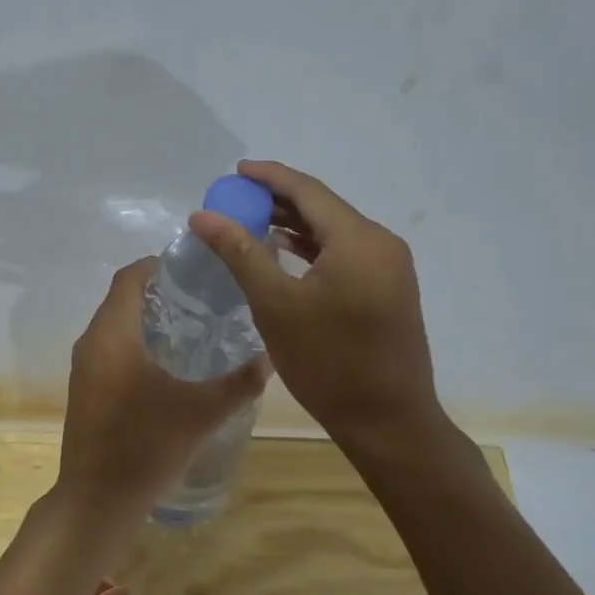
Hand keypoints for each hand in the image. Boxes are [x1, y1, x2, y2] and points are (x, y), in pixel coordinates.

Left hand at [53, 258, 267, 536]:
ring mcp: (85, 367)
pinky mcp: (86, 389)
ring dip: (149, 317)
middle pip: (123, 297)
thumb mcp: (202, 412)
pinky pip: (111, 348)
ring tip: (195, 326)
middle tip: (206, 296)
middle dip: (161, 291)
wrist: (98, 501)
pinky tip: (171, 364)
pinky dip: (137, 342)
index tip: (197, 269)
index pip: (130, 276)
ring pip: (116, 324)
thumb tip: (272, 357)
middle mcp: (92, 342)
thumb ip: (239, 382)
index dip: (161, 264)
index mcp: (113, 334)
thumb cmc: (146, 446)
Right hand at [190, 160, 439, 447]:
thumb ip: (240, 253)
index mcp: (359, 239)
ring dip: (295, 225)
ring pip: (335, 232)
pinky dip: (314, 249)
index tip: (236, 171)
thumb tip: (204, 216)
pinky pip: (346, 254)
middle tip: (237, 200)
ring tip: (252, 223)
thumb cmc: (329, 363)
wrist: (388, 422)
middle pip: (324, 208)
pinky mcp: (390, 289)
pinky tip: (286, 254)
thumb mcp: (276, 305)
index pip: (308, 191)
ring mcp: (390, 267)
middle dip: (279, 201)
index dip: (270, 177)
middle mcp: (381, 243)